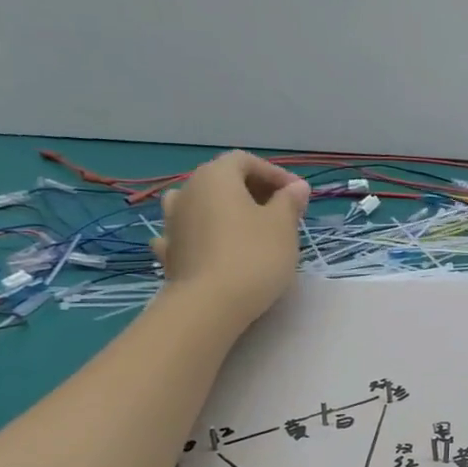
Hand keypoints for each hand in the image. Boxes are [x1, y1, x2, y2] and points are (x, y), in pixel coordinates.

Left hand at [149, 151, 308, 326]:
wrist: (210, 304)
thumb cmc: (254, 255)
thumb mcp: (283, 225)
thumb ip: (290, 201)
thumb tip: (296, 187)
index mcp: (215, 177)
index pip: (245, 161)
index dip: (274, 174)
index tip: (298, 195)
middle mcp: (187, 192)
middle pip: (222, 181)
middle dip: (253, 192)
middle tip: (281, 212)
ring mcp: (172, 223)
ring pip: (201, 205)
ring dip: (224, 211)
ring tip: (247, 228)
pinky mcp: (169, 253)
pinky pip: (188, 233)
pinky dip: (204, 235)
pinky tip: (214, 247)